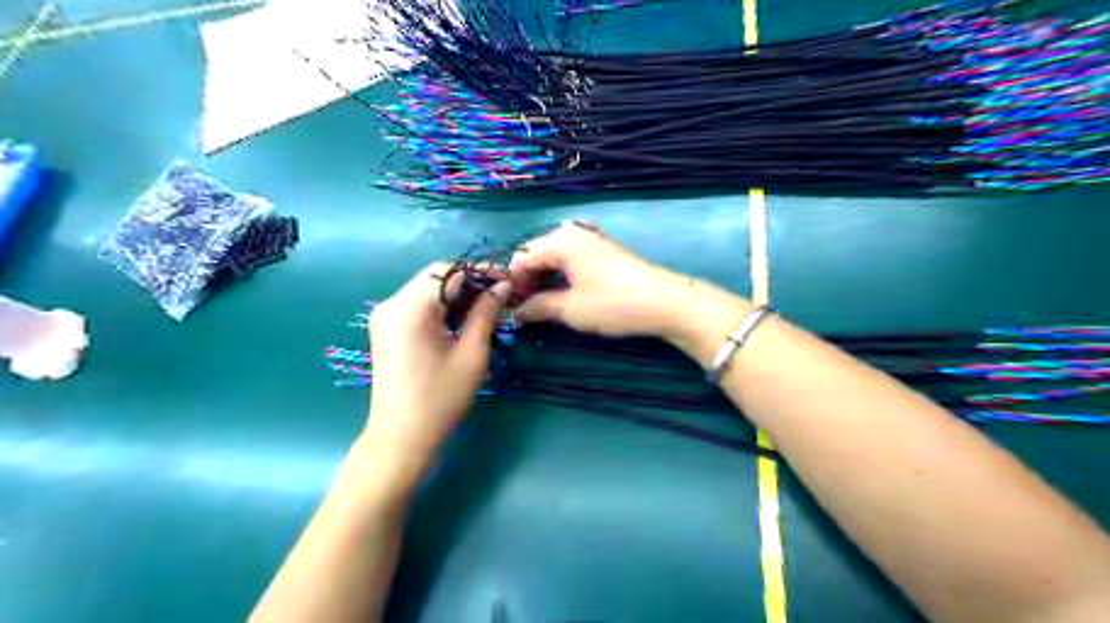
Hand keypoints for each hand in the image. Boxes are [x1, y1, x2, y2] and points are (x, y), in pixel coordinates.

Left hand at [362, 260, 508, 491]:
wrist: (400, 437)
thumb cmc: (440, 398)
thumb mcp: (471, 353)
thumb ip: (485, 313)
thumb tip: (502, 286)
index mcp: (410, 307)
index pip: (448, 270)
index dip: (480, 272)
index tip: (507, 281)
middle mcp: (391, 304)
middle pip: (435, 277)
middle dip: (469, 283)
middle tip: (499, 297)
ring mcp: (385, 317)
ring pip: (427, 290)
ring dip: (456, 295)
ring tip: (485, 310)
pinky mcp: (386, 329)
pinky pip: (417, 306)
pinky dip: (441, 307)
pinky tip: (461, 322)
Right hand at [509, 221, 690, 338]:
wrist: (665, 302)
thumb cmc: (613, 303)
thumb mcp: (570, 309)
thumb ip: (537, 307)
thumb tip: (516, 313)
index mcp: (560, 240)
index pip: (521, 258)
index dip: (512, 284)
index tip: (509, 309)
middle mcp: (573, 232)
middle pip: (537, 254)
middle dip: (527, 281)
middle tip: (523, 310)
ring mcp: (590, 239)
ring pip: (554, 258)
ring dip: (543, 280)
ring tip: (540, 307)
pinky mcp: (602, 250)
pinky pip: (570, 260)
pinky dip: (561, 277)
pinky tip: (561, 296)